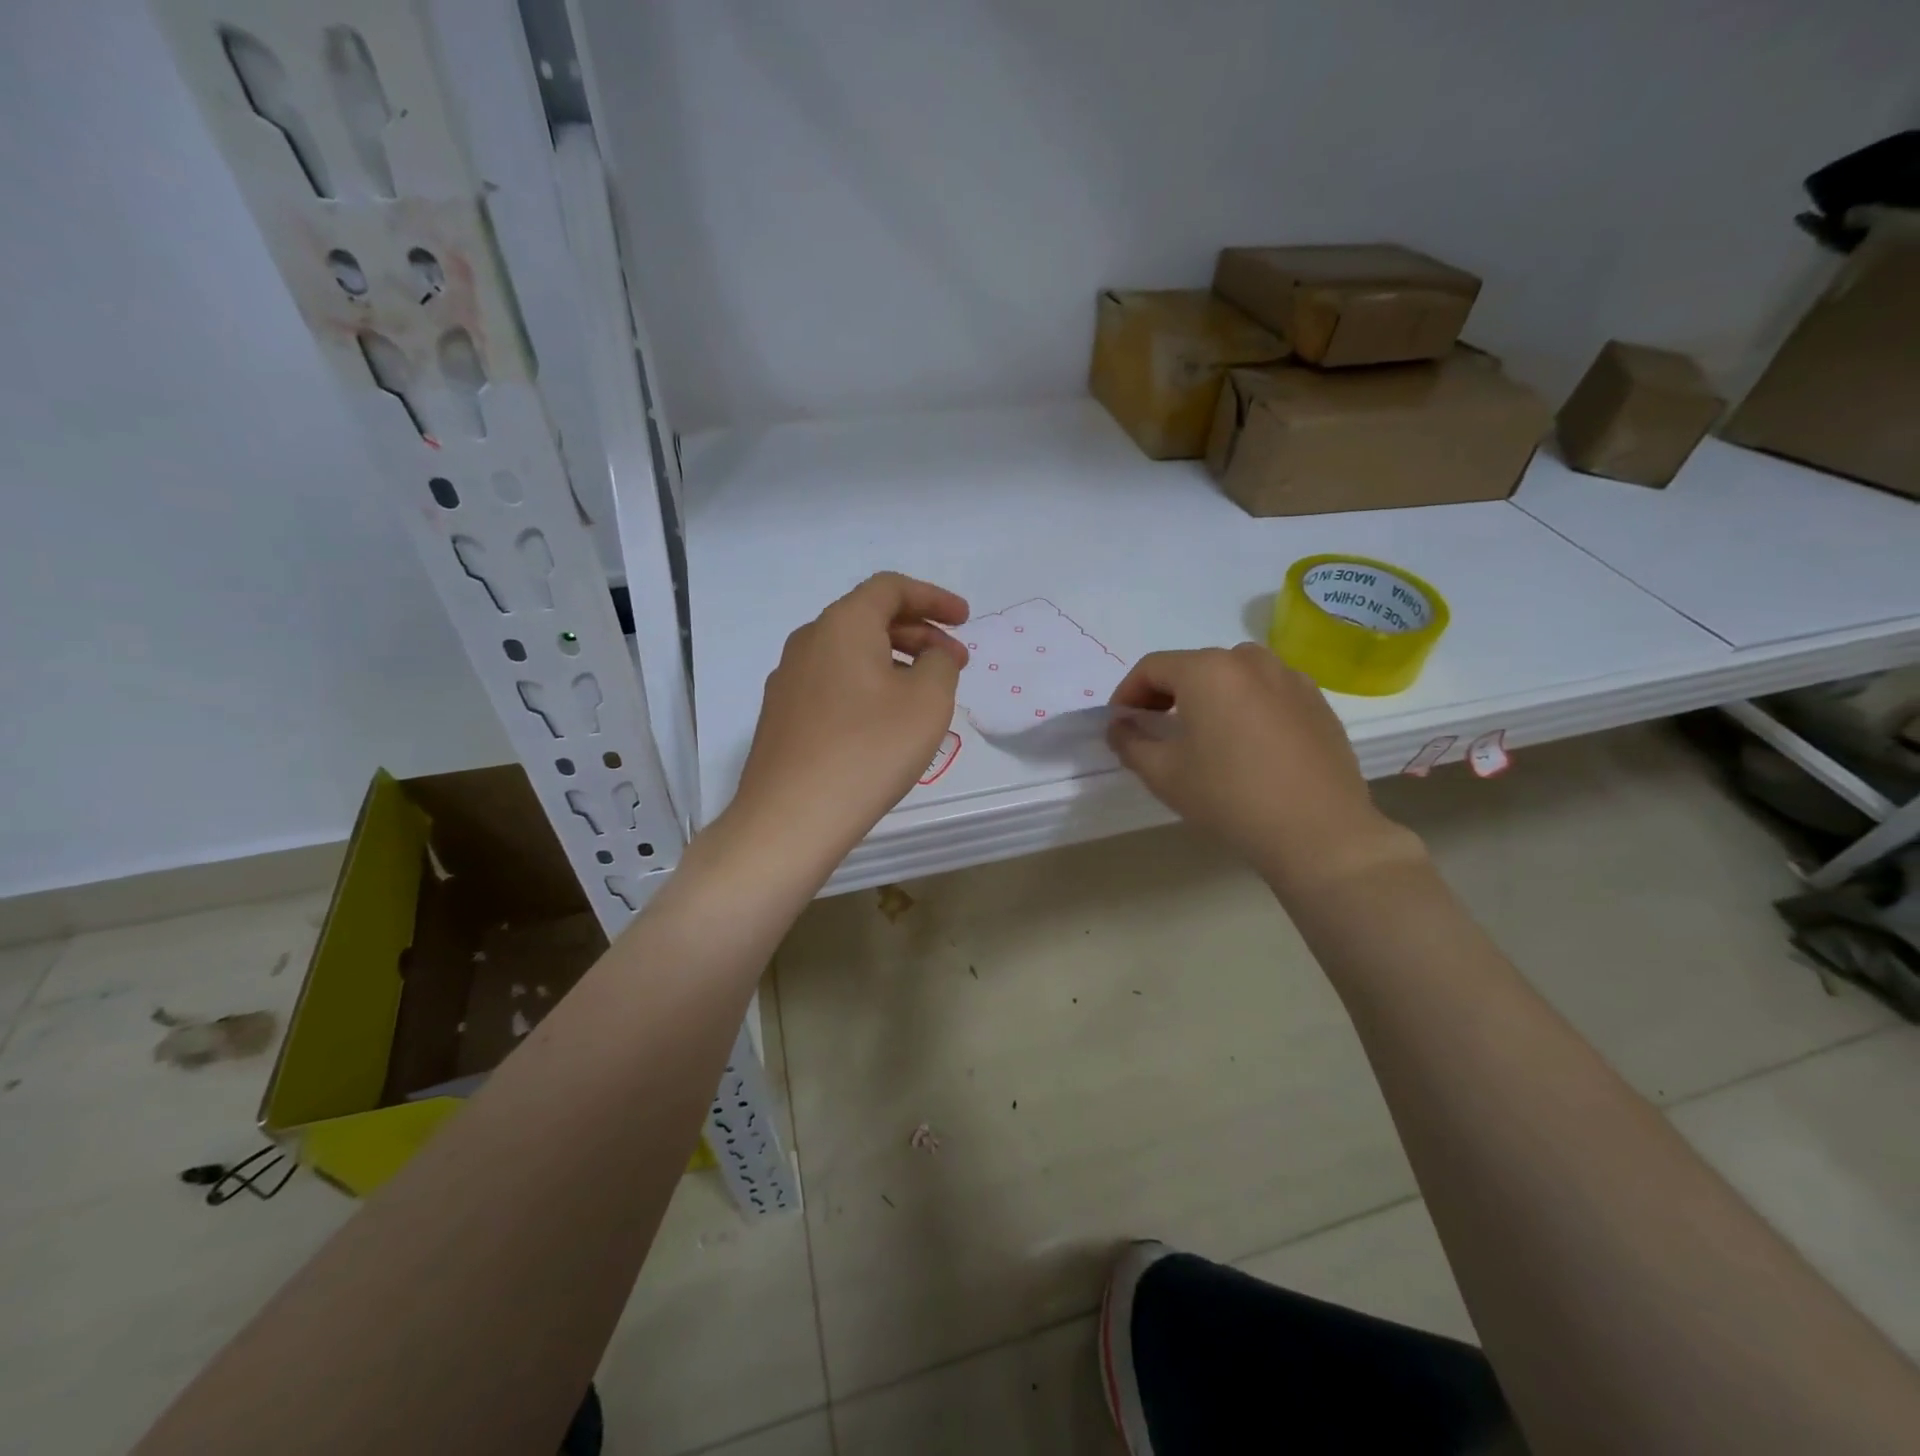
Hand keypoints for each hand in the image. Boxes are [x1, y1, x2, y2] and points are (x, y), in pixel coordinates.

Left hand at [728, 573, 968, 862]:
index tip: (966, 620)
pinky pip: (834, 683)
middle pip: (869, 618)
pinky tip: (886, 722)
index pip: (890, 588)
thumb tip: (931, 656)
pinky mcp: (782, 716)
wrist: (791, 817)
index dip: (934, 598)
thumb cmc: (869, 750)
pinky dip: (868, 686)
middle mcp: (809, 642)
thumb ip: (940, 664)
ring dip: (895, 662)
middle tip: (955, 663)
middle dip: (920, 634)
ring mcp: (789, 680)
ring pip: (851, 654)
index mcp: (842, 624)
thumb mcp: (927, 701)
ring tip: (926, 695)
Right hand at [1107, 644, 1422, 894]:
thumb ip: (1130, 742)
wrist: (1319, 832)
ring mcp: (1290, 678)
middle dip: (1166, 693)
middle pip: (1193, 667)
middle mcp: (1250, 660)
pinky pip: (1267, 692)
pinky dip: (1245, 706)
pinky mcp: (1317, 702)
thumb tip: (1120, 726)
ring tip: (1201, 734)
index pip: (1152, 667)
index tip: (1120, 723)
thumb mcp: (1163, 774)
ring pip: (1233, 676)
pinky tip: (1245, 745)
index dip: (1127, 693)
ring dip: (1207, 697)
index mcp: (1208, 670)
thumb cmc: (1229, 797)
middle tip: (1154, 729)